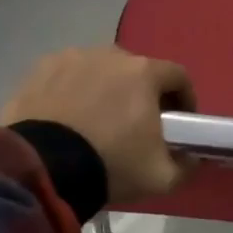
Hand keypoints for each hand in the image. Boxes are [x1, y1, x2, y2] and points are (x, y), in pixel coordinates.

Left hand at [2, 47, 195, 205]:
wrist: (42, 169)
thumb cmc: (111, 164)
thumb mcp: (161, 177)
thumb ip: (186, 165)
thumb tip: (192, 158)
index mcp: (145, 72)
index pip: (179, 77)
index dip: (184, 99)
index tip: (181, 122)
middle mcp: (111, 56)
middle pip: (138, 71)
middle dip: (143, 94)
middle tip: (138, 125)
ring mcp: (72, 58)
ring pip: (101, 71)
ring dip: (107, 90)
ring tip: (98, 122)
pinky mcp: (40, 70)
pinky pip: (68, 77)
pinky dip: (73, 92)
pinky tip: (67, 118)